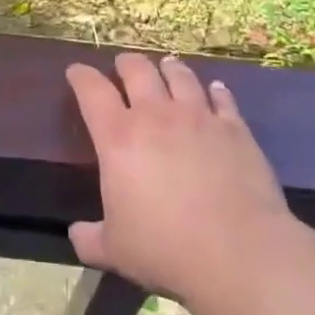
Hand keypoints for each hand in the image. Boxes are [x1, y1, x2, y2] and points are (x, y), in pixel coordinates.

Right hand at [65, 53, 293, 305]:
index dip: (81, 77)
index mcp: (118, 138)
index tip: (76, 71)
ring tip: (167, 64)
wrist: (238, 251)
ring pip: (180, 76)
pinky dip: (215, 91)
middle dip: (126, 63)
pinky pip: (222, 98)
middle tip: (123, 64)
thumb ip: (91, 238)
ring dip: (170, 68)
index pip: (92, 91)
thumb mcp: (115, 250)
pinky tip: (215, 89)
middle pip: (138, 71)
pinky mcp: (235, 128)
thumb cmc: (165, 249)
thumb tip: (77, 234)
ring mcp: (199, 117)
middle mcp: (156, 116)